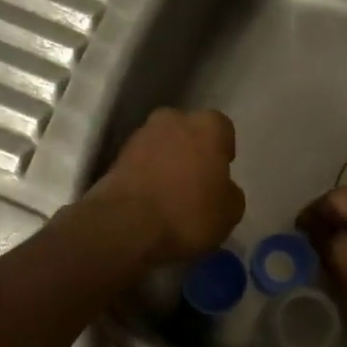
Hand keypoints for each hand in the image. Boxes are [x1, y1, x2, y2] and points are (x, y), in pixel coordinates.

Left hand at [89, 108, 244, 265]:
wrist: (125, 226)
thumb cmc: (188, 213)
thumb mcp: (230, 212)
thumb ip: (230, 192)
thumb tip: (223, 188)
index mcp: (208, 126)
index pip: (222, 128)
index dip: (223, 150)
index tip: (221, 173)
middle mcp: (173, 120)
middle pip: (188, 131)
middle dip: (192, 149)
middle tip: (196, 180)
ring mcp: (140, 136)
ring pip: (162, 144)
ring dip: (166, 161)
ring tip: (170, 193)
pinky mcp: (116, 156)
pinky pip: (141, 162)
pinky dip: (146, 175)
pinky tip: (150, 200)